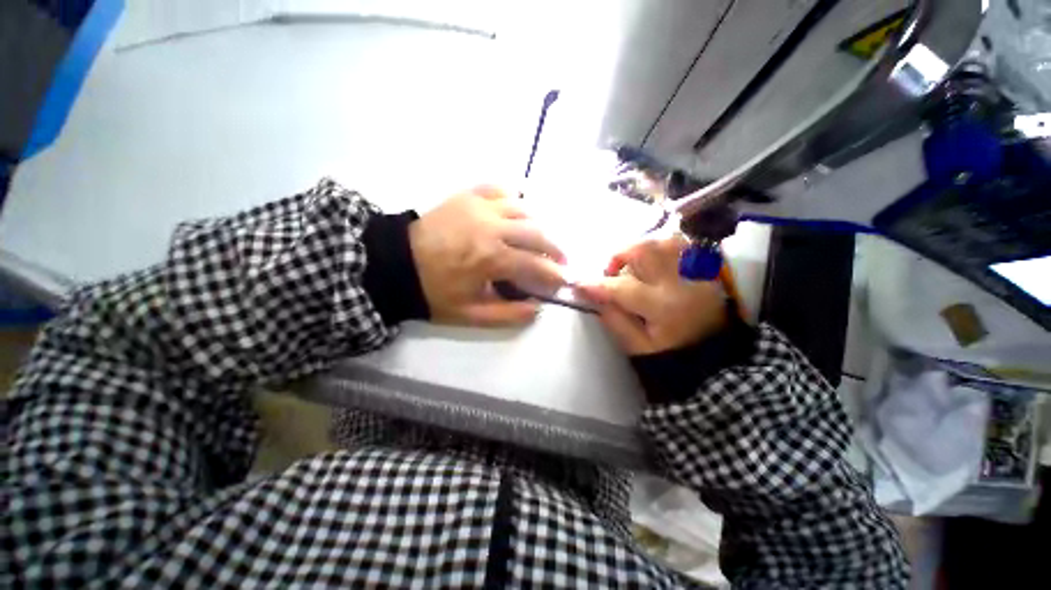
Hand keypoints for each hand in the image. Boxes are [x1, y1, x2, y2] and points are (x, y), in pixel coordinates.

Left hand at [409, 185, 565, 325]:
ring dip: (540, 224)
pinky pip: (500, 189)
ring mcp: (479, 206)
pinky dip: (515, 197)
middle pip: (536, 232)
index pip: (535, 264)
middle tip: (561, 260)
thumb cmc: (434, 291)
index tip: (563, 280)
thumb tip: (537, 308)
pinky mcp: (468, 196)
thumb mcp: (470, 314)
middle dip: (555, 248)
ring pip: (524, 208)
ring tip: (543, 238)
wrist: (395, 264)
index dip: (554, 274)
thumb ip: (507, 315)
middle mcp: (491, 227)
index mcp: (490, 258)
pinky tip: (519, 209)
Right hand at [575, 236, 726, 354]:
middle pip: (644, 251)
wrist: (714, 353)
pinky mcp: (705, 267)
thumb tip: (596, 297)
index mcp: (663, 307)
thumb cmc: (671, 353)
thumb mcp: (638, 346)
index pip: (622, 288)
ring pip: (662, 241)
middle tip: (611, 272)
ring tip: (633, 266)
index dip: (597, 284)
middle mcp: (680, 282)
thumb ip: (614, 320)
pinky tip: (653, 261)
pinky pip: (681, 243)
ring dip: (640, 249)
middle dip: (619, 256)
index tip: (579, 283)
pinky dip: (661, 247)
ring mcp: (696, 271)